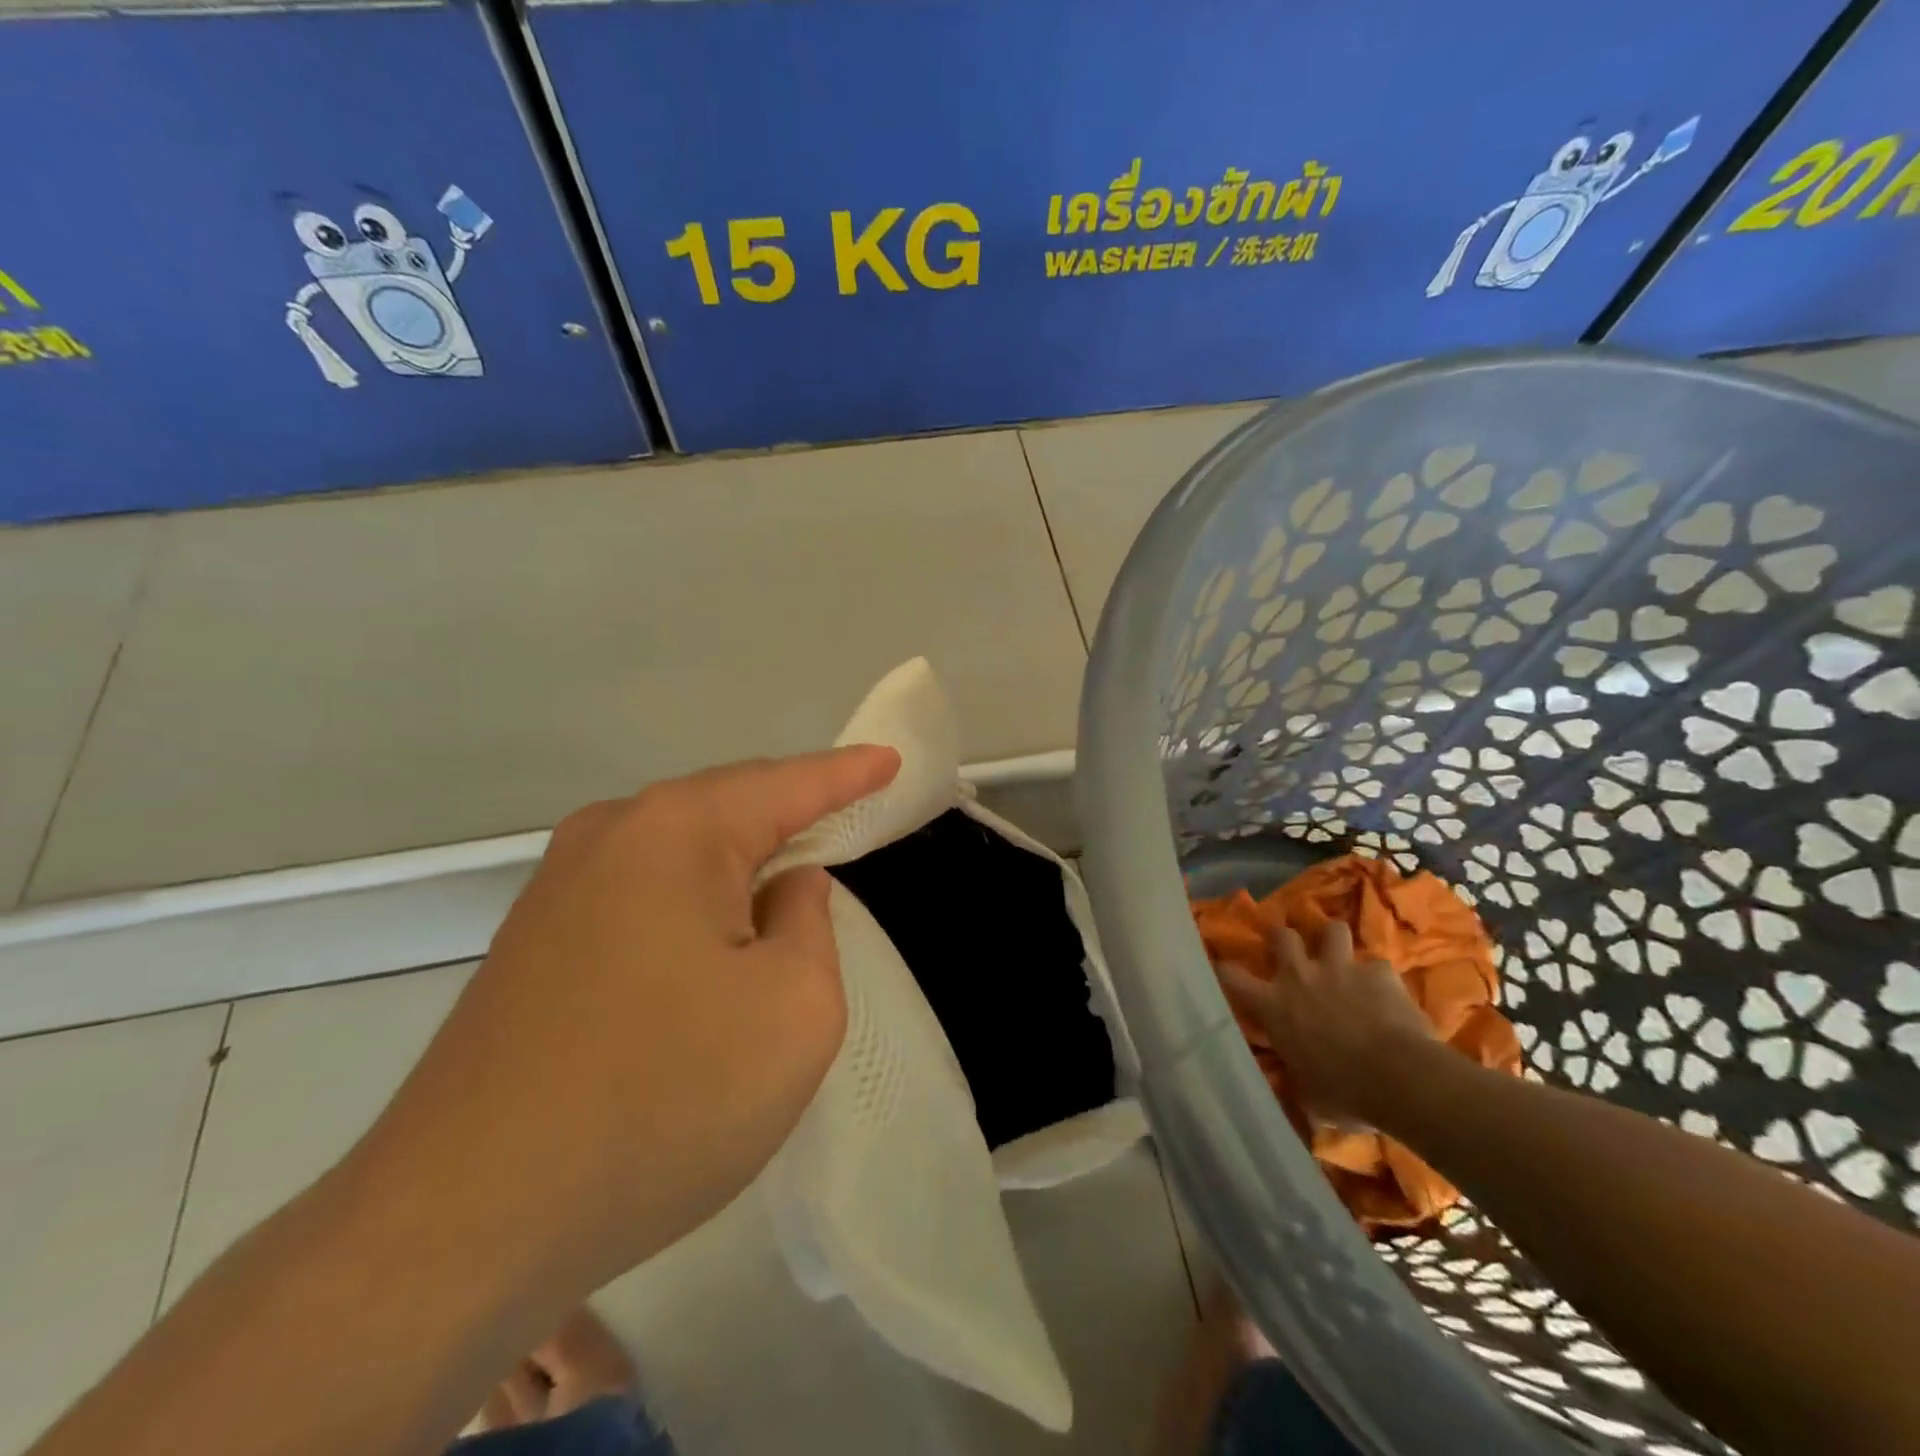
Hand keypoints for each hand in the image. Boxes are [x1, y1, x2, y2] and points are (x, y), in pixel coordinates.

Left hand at [348, 746, 899, 1293]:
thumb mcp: (793, 1010)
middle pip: (729, 808)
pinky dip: (696, 903)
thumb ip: (808, 924)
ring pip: (682, 853)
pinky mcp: (534, 943)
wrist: (459, 1227)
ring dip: (741, 866)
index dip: (849, 774)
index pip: (788, 785)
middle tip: (850, 819)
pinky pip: (644, 894)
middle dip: (793, 816)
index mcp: (676, 832)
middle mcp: (609, 836)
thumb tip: (781, 888)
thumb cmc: (660, 1101)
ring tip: (791, 880)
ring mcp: (558, 889)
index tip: (891, 760)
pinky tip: (713, 941)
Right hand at [1213, 920, 1433, 1124]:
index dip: (1224, 969)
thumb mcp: (1307, 1091)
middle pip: (1282, 936)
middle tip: (1292, 951)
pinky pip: (1378, 966)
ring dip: (1334, 941)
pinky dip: (1380, 978)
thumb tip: (1294, 1076)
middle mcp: (1300, 976)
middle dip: (1285, 939)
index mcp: (1274, 1005)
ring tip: (1341, 956)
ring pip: (1332, 930)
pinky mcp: (1379, 972)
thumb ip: (1296, 1073)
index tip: (1224, 968)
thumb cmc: (1344, 1092)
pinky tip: (1388, 993)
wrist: (1399, 1077)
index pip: (1231, 976)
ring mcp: (1340, 969)